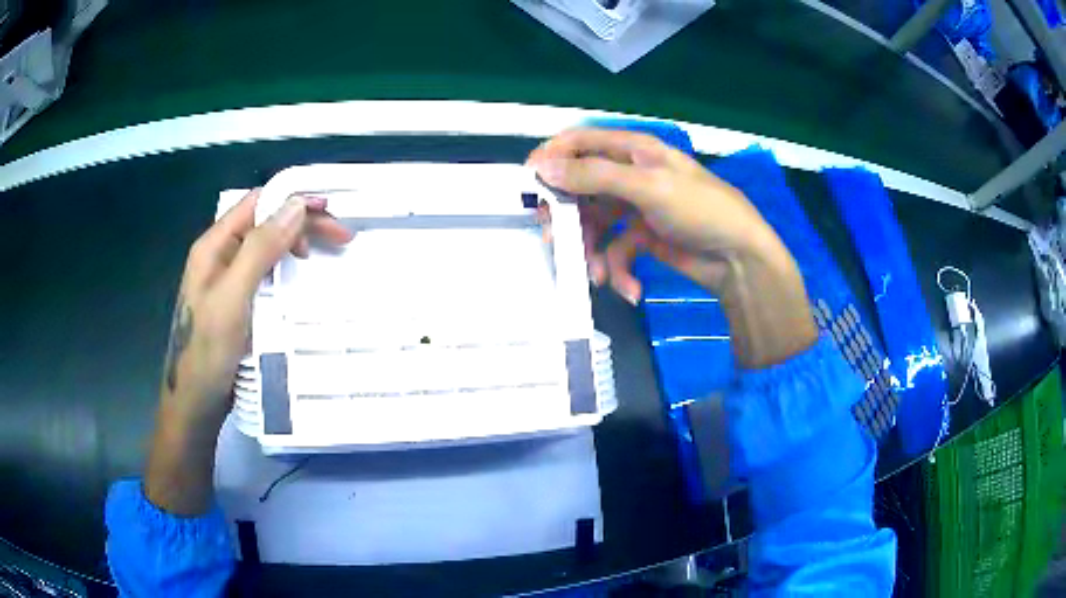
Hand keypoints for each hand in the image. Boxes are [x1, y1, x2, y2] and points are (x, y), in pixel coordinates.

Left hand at [147, 189, 351, 514]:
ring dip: (296, 244)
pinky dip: (287, 269)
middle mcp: (220, 256)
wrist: (194, 405)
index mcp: (214, 246)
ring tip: (323, 255)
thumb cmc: (207, 352)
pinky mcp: (237, 303)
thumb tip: (296, 206)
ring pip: (266, 247)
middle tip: (341, 237)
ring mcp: (227, 281)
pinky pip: (265, 273)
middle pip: (264, 223)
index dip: (293, 200)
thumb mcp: (233, 297)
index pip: (257, 204)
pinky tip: (300, 279)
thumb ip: (260, 248)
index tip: (331, 211)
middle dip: (301, 223)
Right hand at [528, 128, 816, 367]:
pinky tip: (630, 289)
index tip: (530, 182)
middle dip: (569, 216)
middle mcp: (631, 175)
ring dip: (593, 253)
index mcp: (635, 151)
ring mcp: (635, 208)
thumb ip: (594, 176)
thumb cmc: (700, 211)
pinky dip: (618, 271)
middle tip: (556, 238)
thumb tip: (542, 167)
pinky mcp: (642, 238)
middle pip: (582, 187)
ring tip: (598, 276)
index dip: (553, 157)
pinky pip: (615, 251)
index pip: (582, 142)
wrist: (739, 260)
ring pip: (595, 225)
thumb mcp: (647, 188)